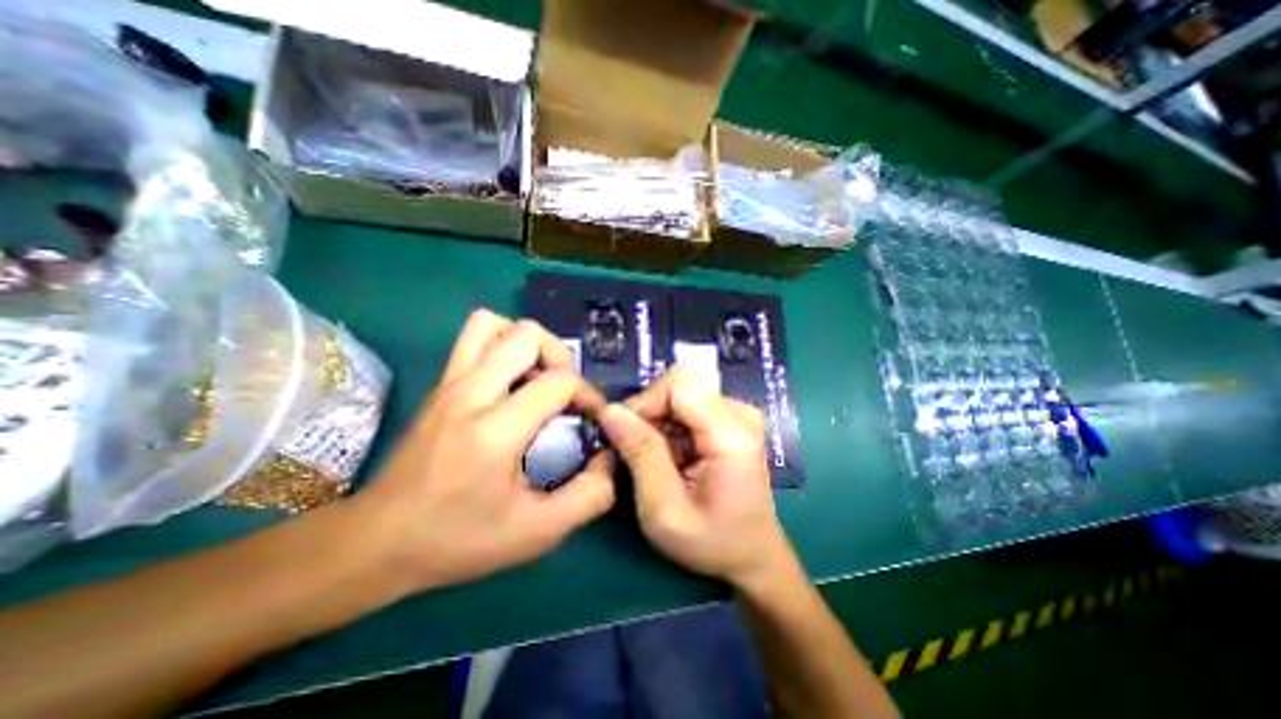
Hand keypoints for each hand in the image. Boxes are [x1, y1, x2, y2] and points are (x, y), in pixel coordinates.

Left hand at [348, 308, 612, 593]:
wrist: (377, 542)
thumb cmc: (458, 539)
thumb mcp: (536, 533)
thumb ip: (588, 497)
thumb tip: (610, 458)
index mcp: (495, 430)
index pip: (559, 381)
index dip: (589, 395)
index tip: (592, 419)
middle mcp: (470, 393)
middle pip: (528, 335)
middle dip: (561, 356)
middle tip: (565, 392)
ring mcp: (449, 383)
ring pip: (494, 324)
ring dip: (528, 343)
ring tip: (538, 378)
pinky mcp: (440, 384)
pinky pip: (475, 338)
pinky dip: (503, 346)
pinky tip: (512, 383)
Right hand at [595, 367, 797, 592]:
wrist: (751, 555)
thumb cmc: (711, 542)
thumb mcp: (664, 510)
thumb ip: (640, 454)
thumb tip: (610, 410)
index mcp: (732, 433)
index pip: (678, 385)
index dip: (644, 401)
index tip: (622, 434)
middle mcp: (740, 412)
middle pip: (679, 386)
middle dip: (648, 413)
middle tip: (634, 451)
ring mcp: (738, 413)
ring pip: (679, 394)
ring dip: (657, 422)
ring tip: (653, 459)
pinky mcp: (731, 419)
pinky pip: (687, 405)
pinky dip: (669, 427)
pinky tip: (670, 456)